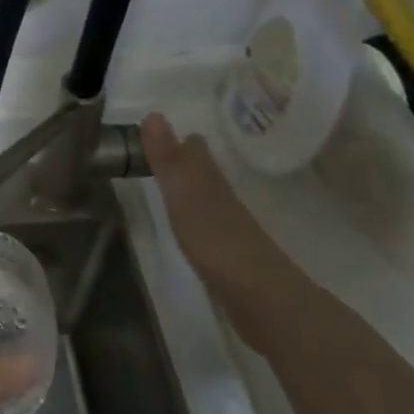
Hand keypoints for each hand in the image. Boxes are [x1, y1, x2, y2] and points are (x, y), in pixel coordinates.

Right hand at [141, 114, 297, 347]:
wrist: (261, 299)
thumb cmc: (217, 241)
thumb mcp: (184, 196)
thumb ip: (168, 160)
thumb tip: (153, 114)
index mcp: (212, 183)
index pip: (196, 152)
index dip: (181, 140)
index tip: (161, 129)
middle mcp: (223, 200)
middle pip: (204, 174)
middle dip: (187, 161)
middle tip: (165, 150)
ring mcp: (230, 230)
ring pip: (208, 199)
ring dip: (193, 189)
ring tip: (174, 184)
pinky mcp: (231, 259)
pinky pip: (209, 227)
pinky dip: (199, 219)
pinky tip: (193, 228)